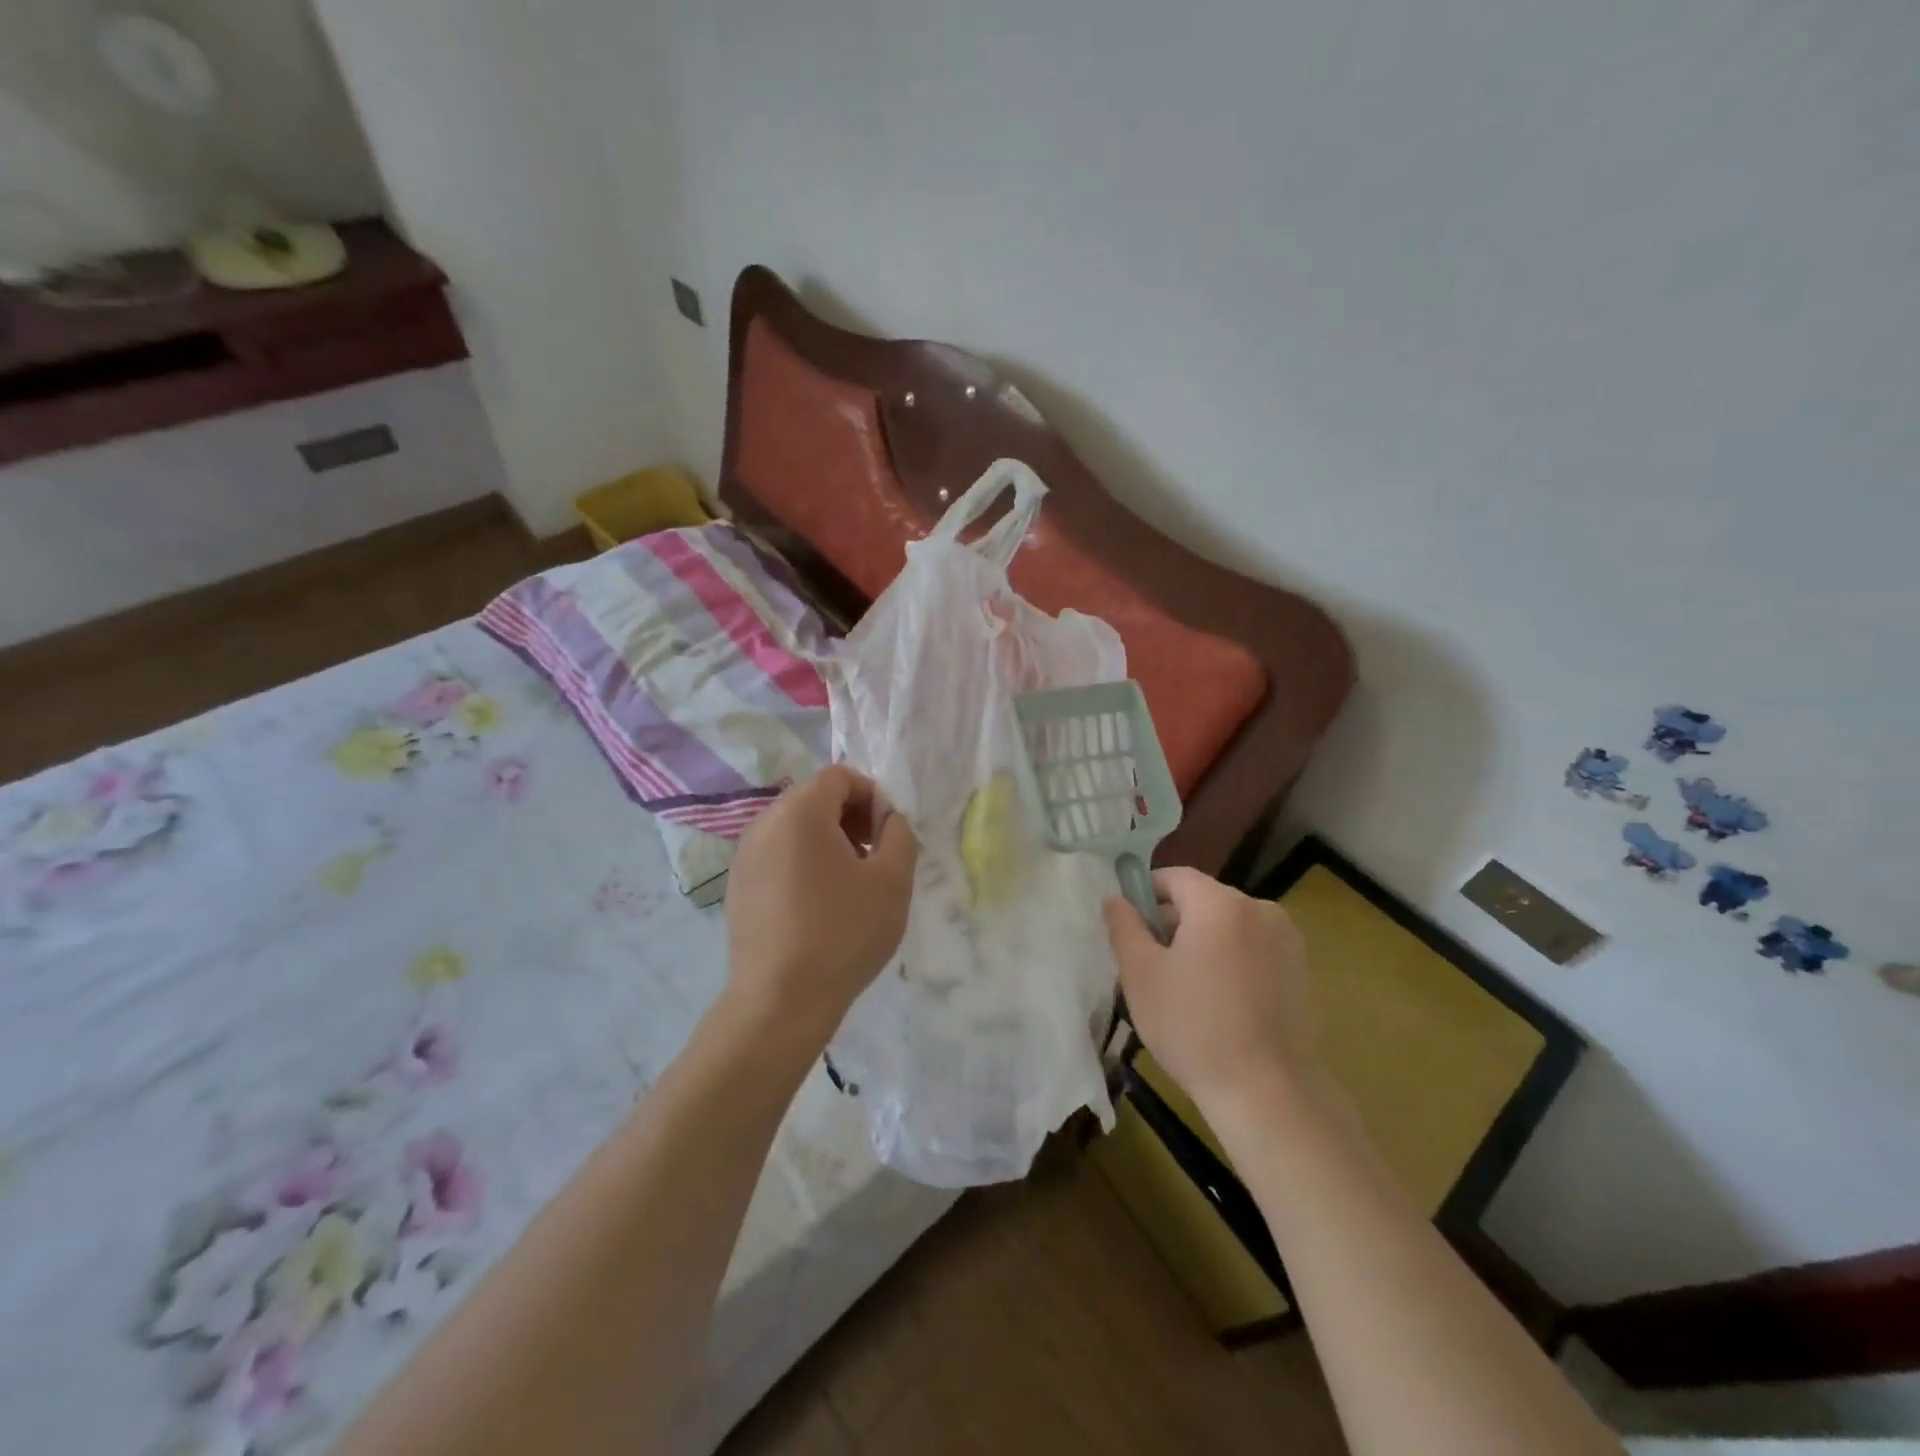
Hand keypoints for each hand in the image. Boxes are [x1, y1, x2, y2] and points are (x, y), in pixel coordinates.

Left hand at [725, 765, 917, 1044]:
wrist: (780, 1001)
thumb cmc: (843, 934)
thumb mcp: (893, 881)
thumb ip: (900, 834)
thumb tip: (888, 819)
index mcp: (800, 812)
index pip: (840, 776)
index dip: (872, 795)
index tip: (887, 834)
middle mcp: (764, 822)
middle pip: (814, 797)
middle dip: (850, 816)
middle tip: (873, 857)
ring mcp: (744, 854)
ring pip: (794, 826)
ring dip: (826, 839)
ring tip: (848, 883)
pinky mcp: (737, 885)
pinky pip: (776, 853)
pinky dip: (801, 861)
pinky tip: (817, 904)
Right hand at [1104, 867, 1318, 1119]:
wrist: (1269, 1093)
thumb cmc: (1194, 1027)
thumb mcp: (1141, 975)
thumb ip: (1124, 927)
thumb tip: (1116, 899)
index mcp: (1221, 903)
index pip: (1175, 877)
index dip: (1146, 894)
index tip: (1130, 928)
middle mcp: (1260, 909)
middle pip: (1203, 901)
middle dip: (1173, 923)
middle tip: (1151, 966)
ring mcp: (1287, 942)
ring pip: (1229, 927)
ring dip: (1203, 944)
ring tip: (1184, 991)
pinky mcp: (1302, 973)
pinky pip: (1254, 951)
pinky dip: (1232, 964)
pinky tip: (1220, 1006)